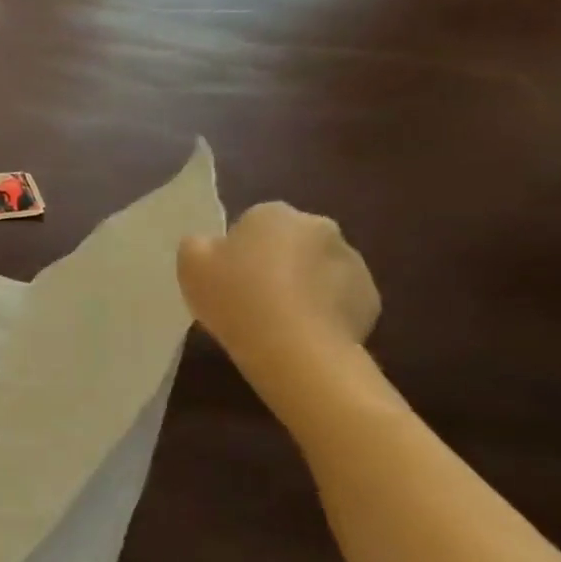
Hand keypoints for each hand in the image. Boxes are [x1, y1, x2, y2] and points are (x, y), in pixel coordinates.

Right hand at [178, 203, 379, 383]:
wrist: (293, 347)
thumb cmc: (234, 297)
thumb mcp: (190, 264)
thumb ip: (197, 244)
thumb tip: (209, 243)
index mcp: (274, 214)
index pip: (252, 222)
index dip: (236, 249)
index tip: (225, 276)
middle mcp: (319, 227)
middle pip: (290, 242)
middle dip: (274, 262)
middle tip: (249, 297)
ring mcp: (352, 262)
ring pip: (317, 269)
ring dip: (300, 285)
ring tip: (275, 320)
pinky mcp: (370, 298)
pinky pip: (338, 298)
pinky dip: (322, 310)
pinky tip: (300, 332)